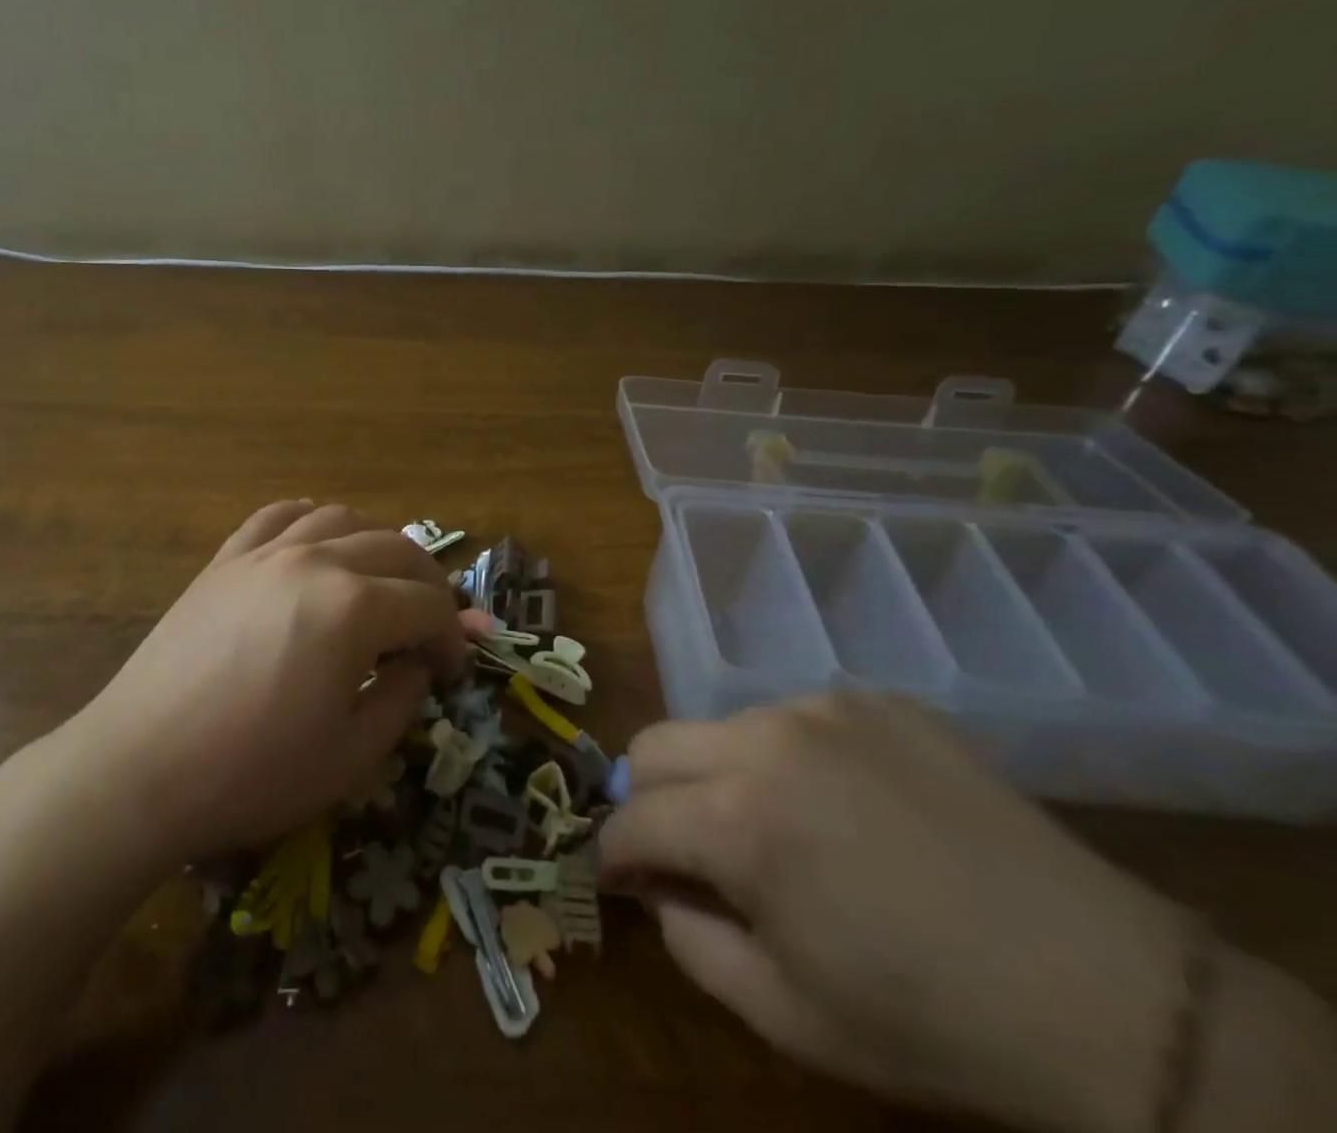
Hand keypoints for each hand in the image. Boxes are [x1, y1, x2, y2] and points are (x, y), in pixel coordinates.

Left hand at [42, 501, 467, 864]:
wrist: (139, 769)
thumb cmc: (251, 774)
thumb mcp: (349, 757)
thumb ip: (400, 700)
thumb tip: (418, 665)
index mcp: (354, 608)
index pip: (429, 605)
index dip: (453, 637)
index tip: (452, 671)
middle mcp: (316, 561)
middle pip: (397, 549)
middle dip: (429, 585)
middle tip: (432, 626)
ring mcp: (265, 552)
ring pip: (343, 518)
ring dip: (378, 545)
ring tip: (382, 582)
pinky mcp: (226, 559)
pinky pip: (278, 515)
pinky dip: (312, 519)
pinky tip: (318, 542)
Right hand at [601, 693, 1190, 1132]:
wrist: (1108, 995)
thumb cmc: (932, 1022)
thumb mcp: (787, 1015)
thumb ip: (690, 940)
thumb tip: (658, 884)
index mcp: (739, 822)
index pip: (630, 820)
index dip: (613, 854)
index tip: (619, 878)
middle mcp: (765, 741)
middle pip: (652, 745)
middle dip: (647, 799)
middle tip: (682, 848)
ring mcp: (822, 708)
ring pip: (720, 728)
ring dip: (719, 776)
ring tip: (775, 829)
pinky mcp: (873, 700)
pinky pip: (792, 718)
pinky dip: (786, 759)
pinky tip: (842, 807)